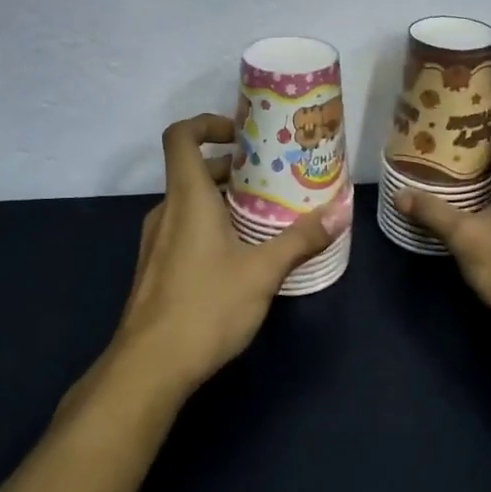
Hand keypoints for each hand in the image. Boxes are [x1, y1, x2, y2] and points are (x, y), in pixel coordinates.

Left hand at [110, 113, 350, 393]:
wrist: (149, 368)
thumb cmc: (206, 307)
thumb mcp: (263, 272)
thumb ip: (301, 239)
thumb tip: (341, 212)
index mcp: (187, 197)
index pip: (181, 136)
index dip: (208, 124)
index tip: (243, 135)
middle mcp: (167, 211)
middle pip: (194, 170)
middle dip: (234, 168)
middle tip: (274, 177)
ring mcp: (156, 241)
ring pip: (191, 202)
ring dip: (225, 199)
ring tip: (266, 214)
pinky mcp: (156, 268)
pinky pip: (185, 228)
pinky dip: (212, 225)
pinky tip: (242, 253)